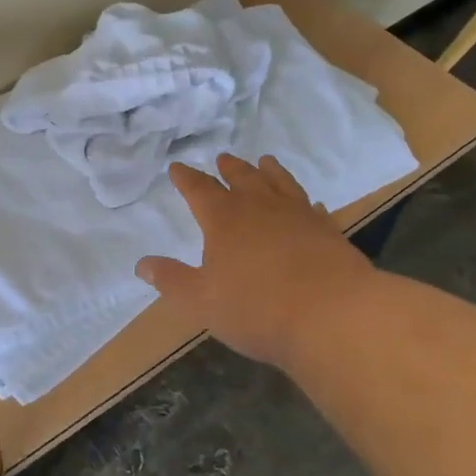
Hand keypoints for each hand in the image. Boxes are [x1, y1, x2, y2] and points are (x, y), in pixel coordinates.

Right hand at [137, 154, 372, 369]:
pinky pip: (312, 209)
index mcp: (224, 219)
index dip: (186, 178)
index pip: (199, 189)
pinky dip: (305, 203)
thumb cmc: (257, 309)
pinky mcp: (327, 231)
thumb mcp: (201, 301)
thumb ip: (171, 280)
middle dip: (229, 168)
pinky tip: (309, 205)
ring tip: (264, 162)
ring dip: (269, 171)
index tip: (177, 167)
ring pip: (279, 183)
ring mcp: (297, 215)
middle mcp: (259, 207)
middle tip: (223, 158)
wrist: (333, 316)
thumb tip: (142, 264)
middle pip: (242, 178)